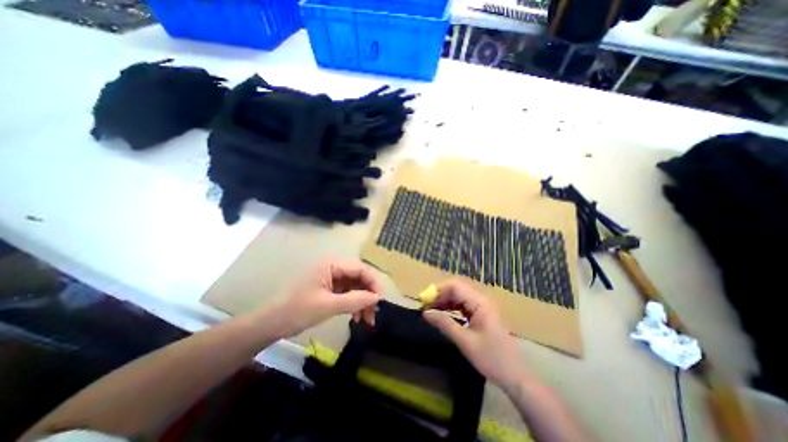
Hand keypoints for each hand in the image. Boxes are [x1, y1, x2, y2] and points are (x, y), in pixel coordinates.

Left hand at [273, 258, 386, 336]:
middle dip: (368, 295)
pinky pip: (347, 293)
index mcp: (332, 264)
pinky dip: (353, 304)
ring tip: (366, 320)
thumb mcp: (329, 306)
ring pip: (355, 286)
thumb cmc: (298, 310)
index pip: (361, 269)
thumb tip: (377, 298)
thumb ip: (355, 300)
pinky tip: (356, 316)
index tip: (381, 301)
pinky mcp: (329, 288)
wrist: (271, 324)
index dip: (374, 284)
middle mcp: (333, 267)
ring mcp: (331, 277)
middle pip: (359, 277)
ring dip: (362, 301)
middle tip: (374, 314)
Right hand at [424, 280, 527, 388]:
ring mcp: (482, 306)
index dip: (438, 290)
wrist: (515, 376)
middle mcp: (481, 299)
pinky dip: (451, 307)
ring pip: (459, 296)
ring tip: (431, 310)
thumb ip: (444, 323)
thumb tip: (425, 313)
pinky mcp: (481, 314)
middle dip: (440, 295)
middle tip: (425, 306)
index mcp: (480, 302)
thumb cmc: (491, 358)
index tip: (423, 300)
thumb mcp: (464, 341)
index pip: (455, 286)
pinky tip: (442, 314)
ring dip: (444, 301)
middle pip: (456, 288)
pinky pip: (463, 304)